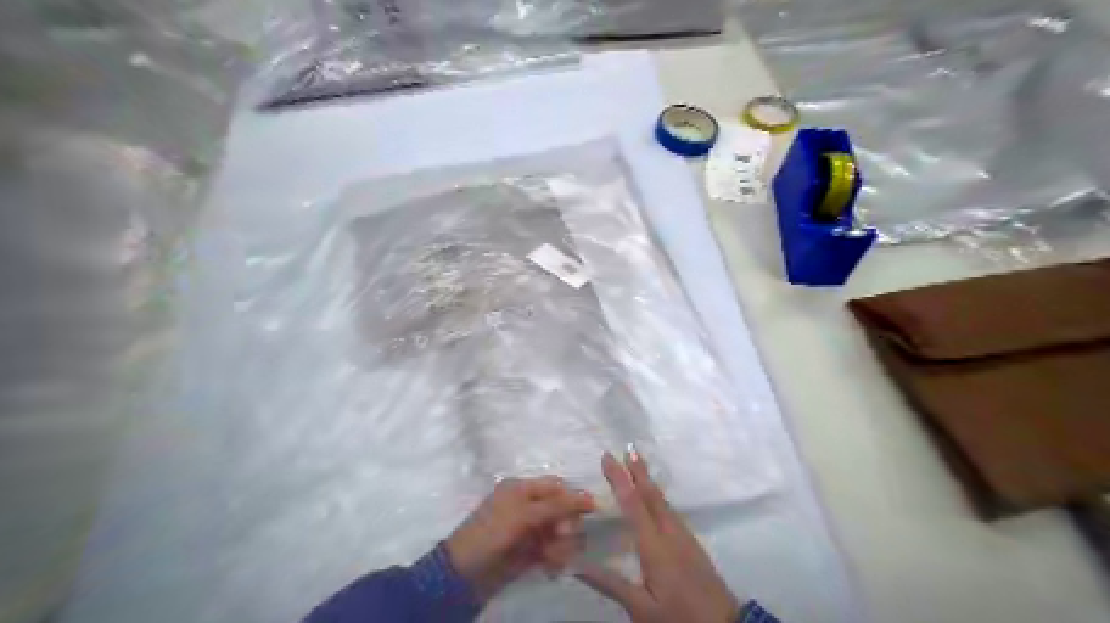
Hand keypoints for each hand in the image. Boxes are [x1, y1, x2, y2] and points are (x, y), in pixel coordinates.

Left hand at [444, 478, 593, 603]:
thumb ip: (558, 506)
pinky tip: (550, 569)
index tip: (591, 512)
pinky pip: (553, 551)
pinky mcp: (530, 553)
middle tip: (561, 538)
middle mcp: (527, 506)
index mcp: (522, 489)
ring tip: (552, 559)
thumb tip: (591, 498)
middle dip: (566, 525)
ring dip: (562, 546)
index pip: (556, 486)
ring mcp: (529, 530)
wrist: (463, 574)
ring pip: (560, 533)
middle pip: (561, 510)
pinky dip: (555, 559)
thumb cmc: (492, 534)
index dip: (574, 498)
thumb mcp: (524, 516)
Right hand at [571, 454, 733, 621]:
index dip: (619, 479)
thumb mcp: (641, 608)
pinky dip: (657, 497)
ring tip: (637, 466)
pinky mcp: (692, 546)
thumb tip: (575, 563)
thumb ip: (609, 584)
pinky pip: (670, 511)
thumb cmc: (679, 617)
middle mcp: (670, 534)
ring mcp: (684, 538)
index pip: (633, 504)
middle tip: (627, 448)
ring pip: (663, 501)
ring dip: (648, 481)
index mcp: (655, 545)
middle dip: (638, 470)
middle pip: (652, 495)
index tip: (608, 457)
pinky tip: (655, 501)